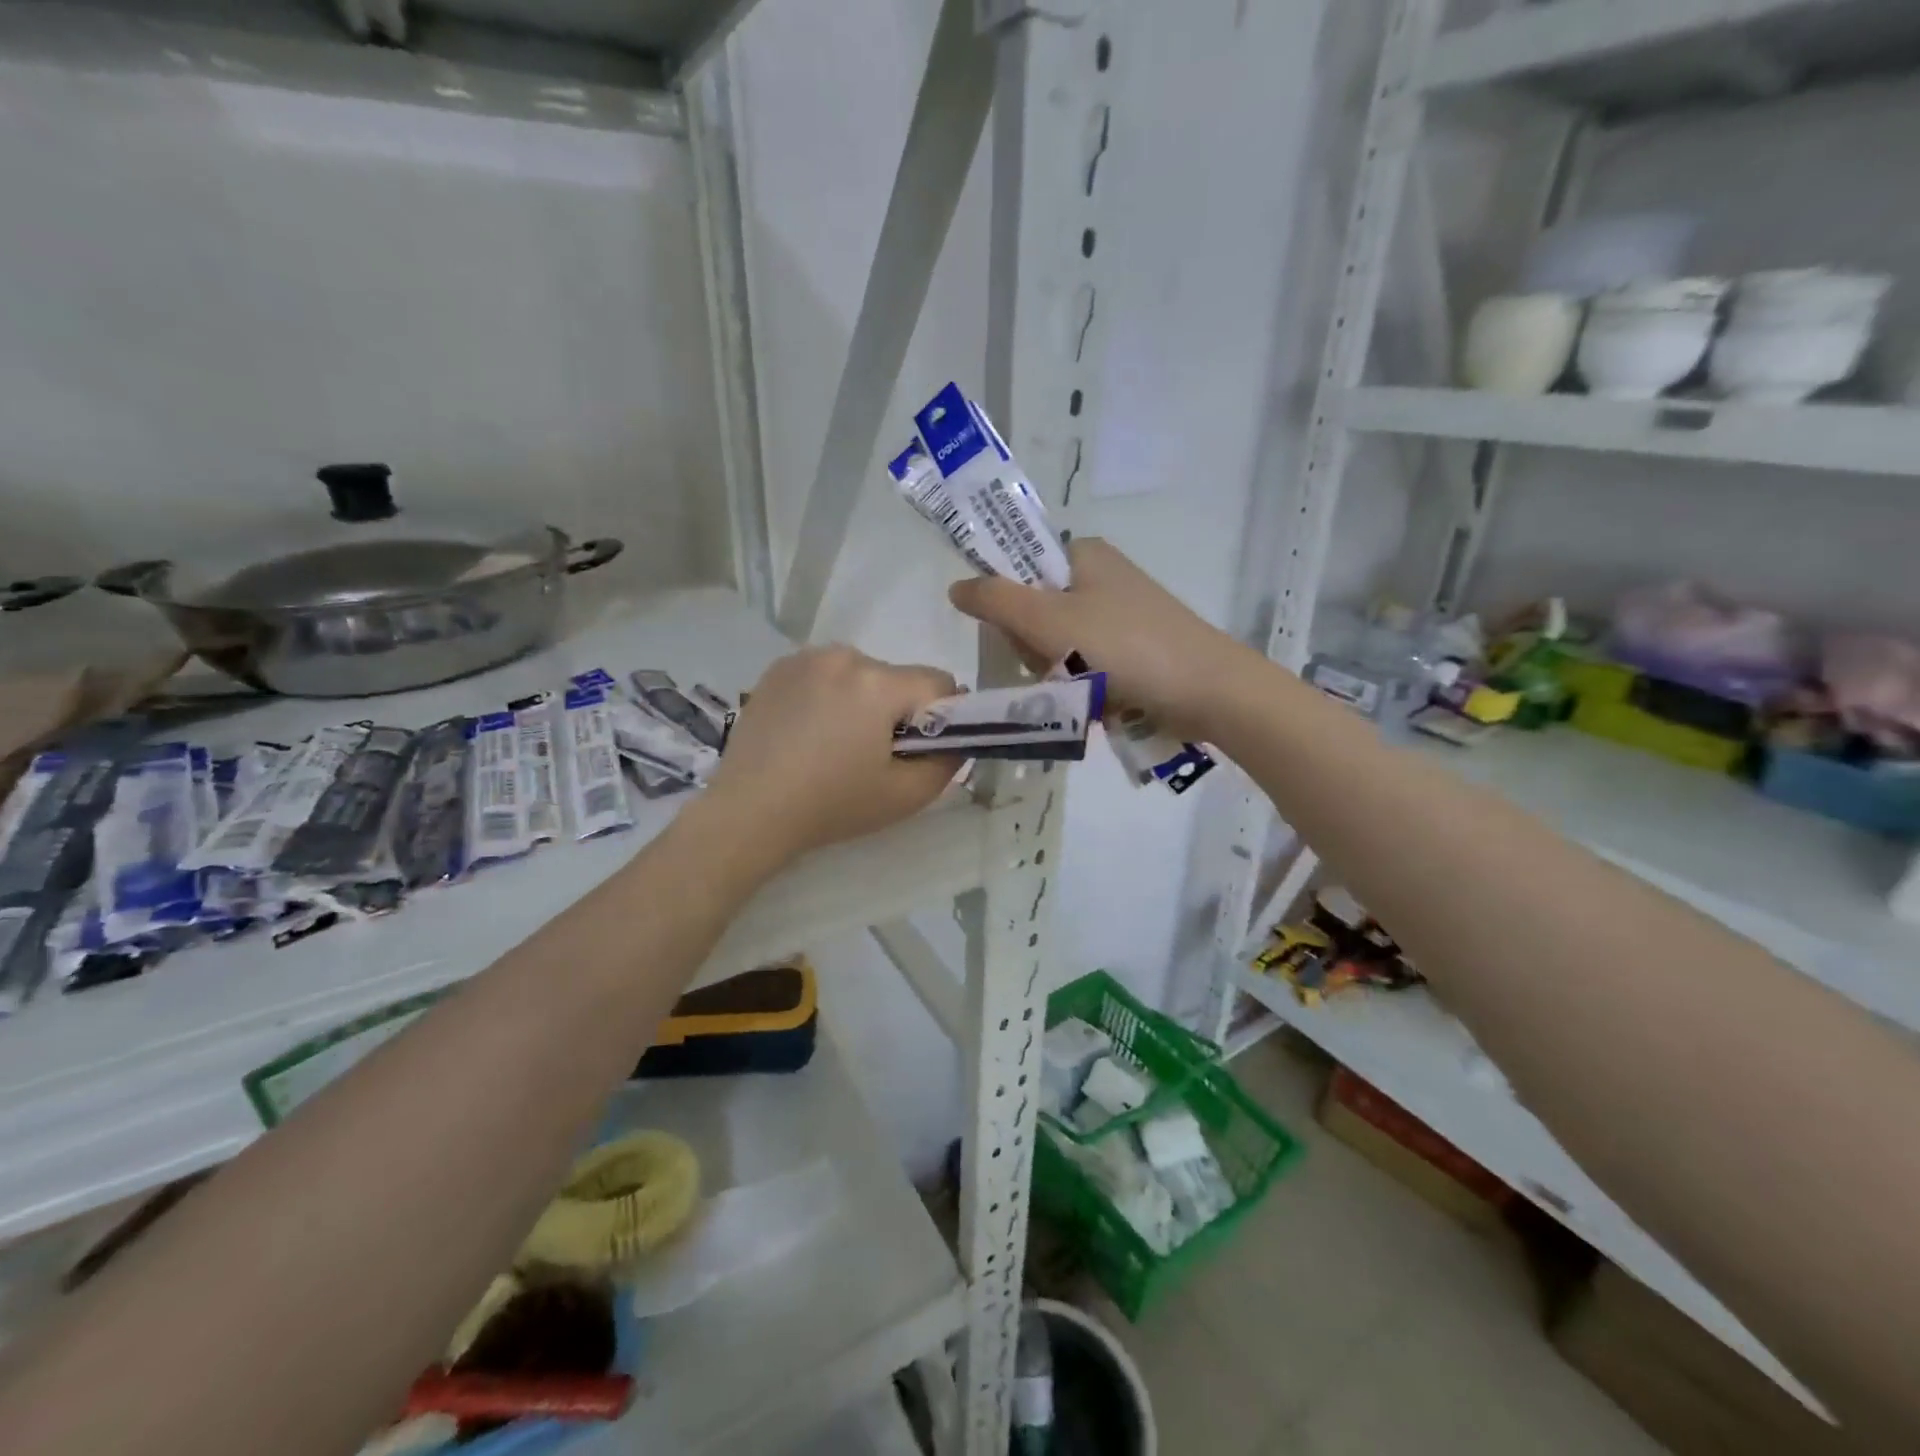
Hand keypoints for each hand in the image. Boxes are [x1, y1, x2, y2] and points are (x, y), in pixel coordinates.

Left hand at [698, 646, 961, 863]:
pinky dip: (828, 695)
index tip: (921, 748)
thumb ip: (948, 762)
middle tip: (874, 754)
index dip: (943, 716)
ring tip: (835, 744)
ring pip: (860, 673)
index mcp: (878, 683)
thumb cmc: (832, 806)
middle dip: (897, 710)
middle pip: (897, 677)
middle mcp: (844, 656)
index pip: (940, 682)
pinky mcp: (777, 669)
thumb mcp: (906, 796)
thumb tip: (956, 739)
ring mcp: (805, 658)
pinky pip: (825, 673)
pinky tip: (808, 731)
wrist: (748, 813)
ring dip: (862, 700)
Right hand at [948, 537, 1253, 740]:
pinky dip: (1086, 687)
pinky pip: (1087, 667)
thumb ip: (996, 601)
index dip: (1008, 608)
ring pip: (1058, 648)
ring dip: (1061, 676)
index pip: (1017, 571)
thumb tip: (956, 587)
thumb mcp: (1049, 621)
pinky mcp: (1135, 649)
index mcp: (1082, 554)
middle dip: (1038, 651)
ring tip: (1086, 691)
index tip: (1023, 637)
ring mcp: (1120, 615)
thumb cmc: (1124, 647)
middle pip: (1035, 614)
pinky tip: (1101, 702)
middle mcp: (1101, 577)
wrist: (1209, 690)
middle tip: (1059, 669)